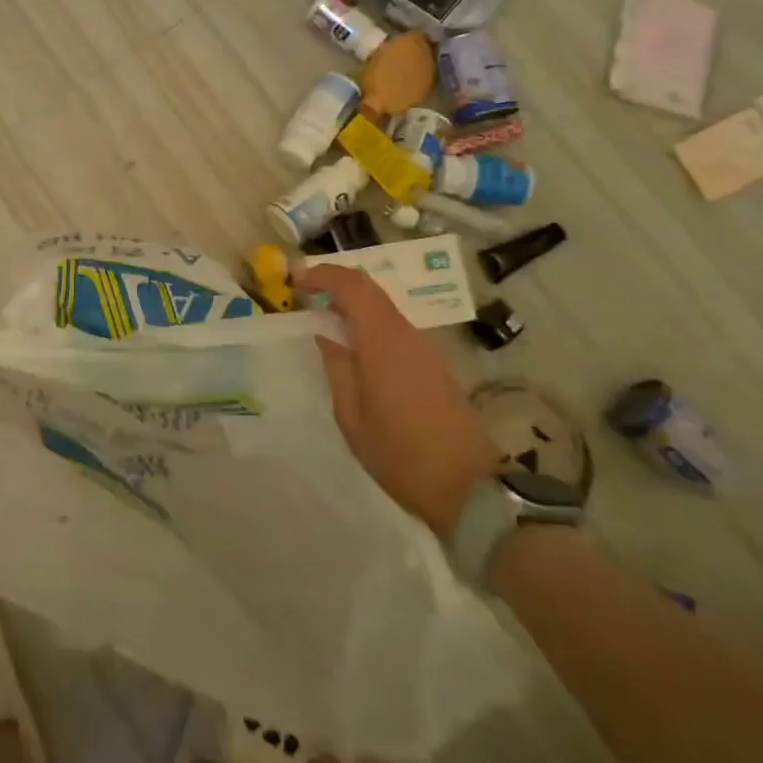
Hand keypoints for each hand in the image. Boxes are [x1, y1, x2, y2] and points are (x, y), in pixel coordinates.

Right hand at [299, 264, 494, 538]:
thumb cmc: (398, 453)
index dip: (323, 274)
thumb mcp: (351, 413)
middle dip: (335, 286)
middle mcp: (407, 334)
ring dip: (352, 306)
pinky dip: (368, 325)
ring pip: (383, 309)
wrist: (467, 487)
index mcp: (383, 341)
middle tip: (305, 298)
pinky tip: (354, 350)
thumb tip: (323, 330)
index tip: (295, 279)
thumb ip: (337, 364)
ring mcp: (425, 348)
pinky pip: (394, 328)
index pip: (353, 286)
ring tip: (323, 325)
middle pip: (370, 290)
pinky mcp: (434, 364)